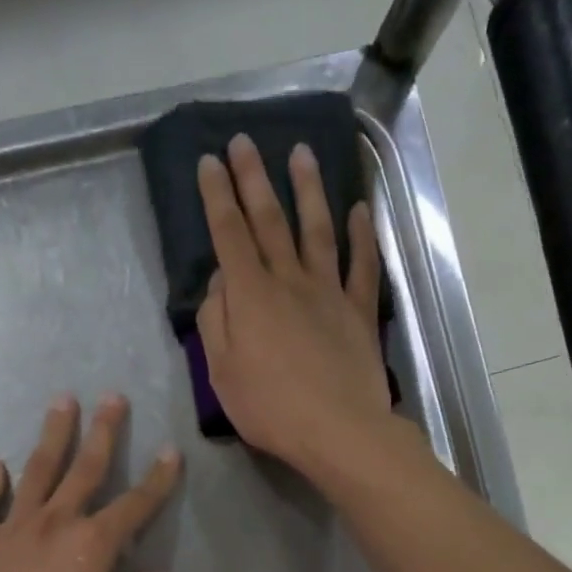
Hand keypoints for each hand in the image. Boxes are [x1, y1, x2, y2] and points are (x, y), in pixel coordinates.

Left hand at [0, 393, 185, 571]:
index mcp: (93, 543)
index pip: (136, 504)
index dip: (158, 478)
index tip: (170, 451)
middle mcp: (54, 523)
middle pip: (84, 469)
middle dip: (102, 431)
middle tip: (111, 396)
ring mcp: (10, 529)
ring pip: (33, 472)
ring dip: (50, 436)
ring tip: (60, 403)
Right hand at [196, 134, 392, 473]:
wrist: (339, 430)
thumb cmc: (270, 408)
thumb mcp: (222, 373)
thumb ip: (215, 322)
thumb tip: (219, 283)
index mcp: (250, 296)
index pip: (228, 235)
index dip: (217, 196)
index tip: (209, 161)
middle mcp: (289, 281)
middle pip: (270, 220)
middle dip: (254, 178)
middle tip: (244, 140)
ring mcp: (329, 292)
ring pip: (317, 230)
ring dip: (308, 189)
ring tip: (301, 153)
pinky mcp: (359, 311)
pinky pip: (361, 265)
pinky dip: (361, 235)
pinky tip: (359, 210)